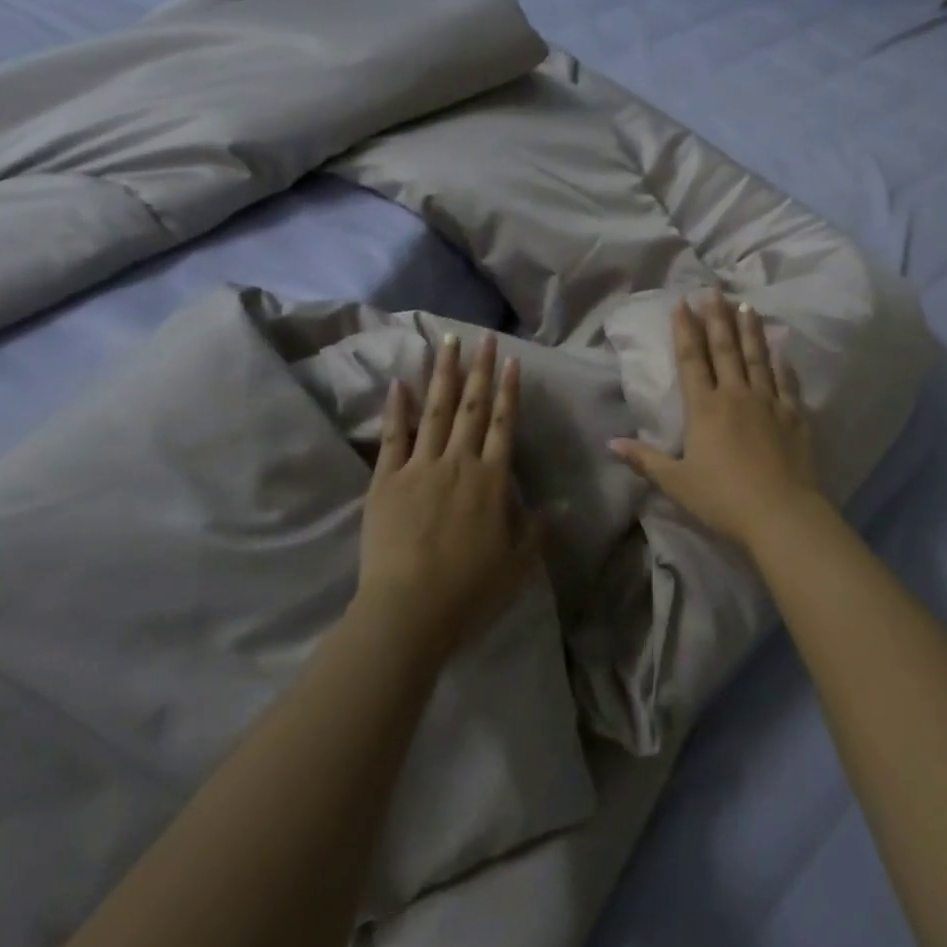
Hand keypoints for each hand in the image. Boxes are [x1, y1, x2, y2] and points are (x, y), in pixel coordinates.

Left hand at [359, 333, 537, 655]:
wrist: (409, 610)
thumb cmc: (470, 590)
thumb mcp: (518, 564)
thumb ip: (537, 529)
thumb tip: (560, 504)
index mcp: (492, 480)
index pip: (504, 424)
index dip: (509, 391)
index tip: (510, 360)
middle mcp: (458, 463)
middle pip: (471, 407)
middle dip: (479, 369)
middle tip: (482, 337)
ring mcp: (419, 468)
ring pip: (434, 411)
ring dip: (442, 374)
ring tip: (446, 343)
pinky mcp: (386, 481)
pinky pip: (393, 437)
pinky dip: (396, 408)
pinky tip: (399, 382)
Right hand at [611, 292, 819, 550]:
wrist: (781, 513)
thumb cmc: (722, 498)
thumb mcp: (676, 482)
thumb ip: (644, 460)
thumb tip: (610, 443)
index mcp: (705, 408)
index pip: (692, 359)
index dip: (685, 329)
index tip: (682, 302)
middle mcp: (736, 395)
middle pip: (725, 349)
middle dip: (717, 318)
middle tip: (714, 290)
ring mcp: (769, 402)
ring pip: (757, 357)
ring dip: (750, 330)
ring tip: (746, 305)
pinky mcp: (794, 416)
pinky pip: (787, 382)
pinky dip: (782, 363)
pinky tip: (781, 350)